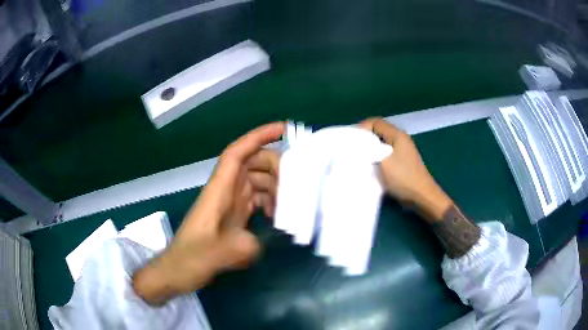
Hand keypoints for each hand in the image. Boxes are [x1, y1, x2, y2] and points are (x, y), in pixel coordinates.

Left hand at [133, 122, 283, 304]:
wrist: (177, 271)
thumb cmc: (189, 260)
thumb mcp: (216, 256)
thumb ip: (242, 247)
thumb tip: (261, 240)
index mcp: (218, 191)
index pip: (237, 153)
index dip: (258, 136)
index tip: (284, 129)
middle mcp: (225, 191)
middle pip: (253, 165)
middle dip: (276, 168)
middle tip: (297, 185)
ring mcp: (230, 204)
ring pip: (257, 182)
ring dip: (275, 188)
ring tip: (292, 205)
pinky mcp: (233, 216)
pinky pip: (256, 200)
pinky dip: (270, 203)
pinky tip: (278, 218)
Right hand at [359, 118, 452, 221]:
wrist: (422, 196)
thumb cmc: (403, 178)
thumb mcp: (383, 162)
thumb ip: (370, 150)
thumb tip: (359, 146)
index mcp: (397, 135)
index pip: (375, 122)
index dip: (362, 128)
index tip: (352, 141)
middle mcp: (401, 139)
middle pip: (379, 132)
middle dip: (365, 139)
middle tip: (353, 150)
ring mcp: (403, 151)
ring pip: (382, 144)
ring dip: (371, 150)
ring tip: (360, 159)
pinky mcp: (402, 162)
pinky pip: (386, 154)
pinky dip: (377, 157)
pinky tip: (372, 167)